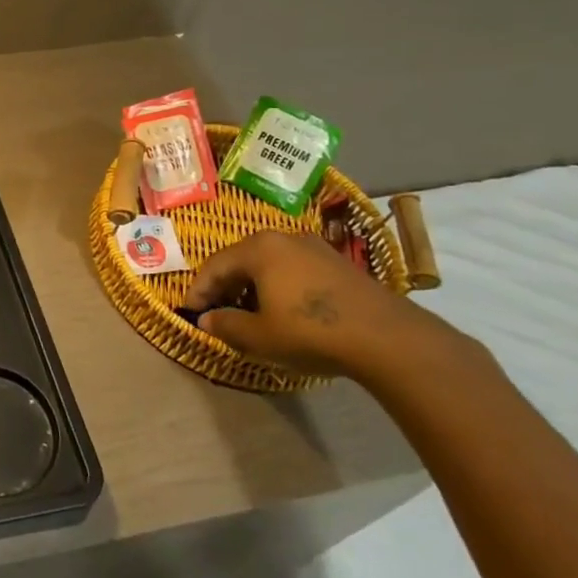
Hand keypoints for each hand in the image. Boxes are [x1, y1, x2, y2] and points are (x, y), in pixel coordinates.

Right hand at [182, 230, 466, 383]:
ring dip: (252, 288)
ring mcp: (315, 248)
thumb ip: (225, 325)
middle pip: (242, 261)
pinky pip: (294, 271)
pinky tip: (283, 311)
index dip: (198, 291)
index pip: (214, 266)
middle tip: (216, 313)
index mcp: (258, 248)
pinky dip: (279, 288)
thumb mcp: (258, 336)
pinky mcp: (339, 264)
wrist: (388, 339)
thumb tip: (206, 320)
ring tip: (248, 315)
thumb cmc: (310, 331)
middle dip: (225, 287)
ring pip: (269, 265)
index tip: (189, 313)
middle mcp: (284, 238)